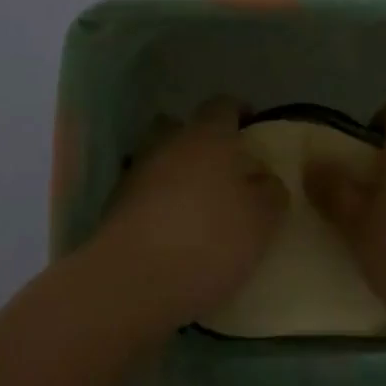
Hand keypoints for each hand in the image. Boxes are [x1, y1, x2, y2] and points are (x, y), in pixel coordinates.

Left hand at [89, 98, 287, 333]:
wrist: (133, 280)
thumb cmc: (209, 238)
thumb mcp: (261, 220)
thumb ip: (270, 192)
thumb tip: (265, 179)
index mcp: (207, 135)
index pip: (223, 105)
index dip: (239, 112)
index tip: (252, 128)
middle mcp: (168, 142)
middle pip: (183, 127)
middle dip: (200, 141)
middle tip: (223, 169)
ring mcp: (137, 172)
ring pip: (161, 159)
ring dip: (176, 174)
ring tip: (198, 206)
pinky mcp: (115, 206)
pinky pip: (144, 193)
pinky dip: (158, 203)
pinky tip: (173, 231)